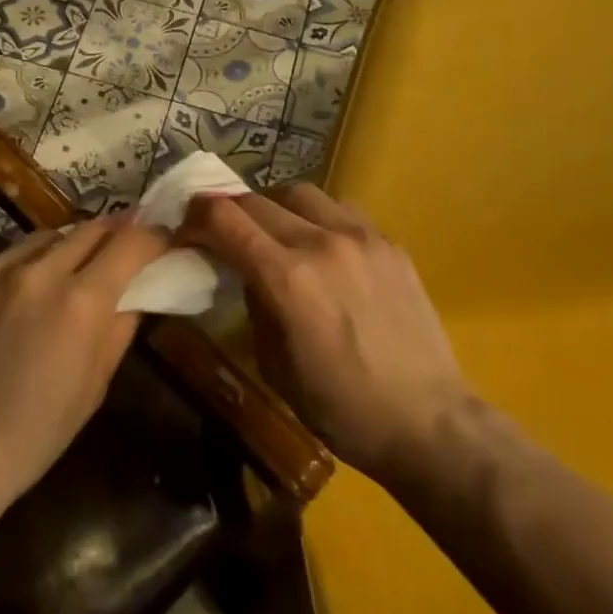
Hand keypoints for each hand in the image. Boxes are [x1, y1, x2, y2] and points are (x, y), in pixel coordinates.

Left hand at [0, 217, 167, 517]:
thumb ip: (118, 330)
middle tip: (123, 242)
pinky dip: (17, 270)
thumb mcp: (93, 387)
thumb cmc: (33, 435)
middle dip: (113, 233)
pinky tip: (12, 298)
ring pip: (42, 238)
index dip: (153, 238)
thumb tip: (133, 295)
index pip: (130, 243)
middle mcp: (37, 271)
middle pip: (89, 229)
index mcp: (80, 301)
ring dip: (64, 247)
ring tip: (68, 267)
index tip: (160, 240)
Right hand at [178, 185, 470, 481]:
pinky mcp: (390, 244)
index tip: (185, 231)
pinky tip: (320, 245)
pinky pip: (341, 210)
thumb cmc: (340, 408)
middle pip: (256, 200)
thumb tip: (247, 274)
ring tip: (271, 232)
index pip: (224, 219)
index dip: (195, 218)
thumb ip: (254, 306)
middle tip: (220, 232)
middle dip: (227, 212)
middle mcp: (321, 243)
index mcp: (287, 278)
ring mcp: (361, 238)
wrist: (427, 420)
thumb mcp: (274, 364)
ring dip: (273, 206)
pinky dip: (316, 216)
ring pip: (300, 192)